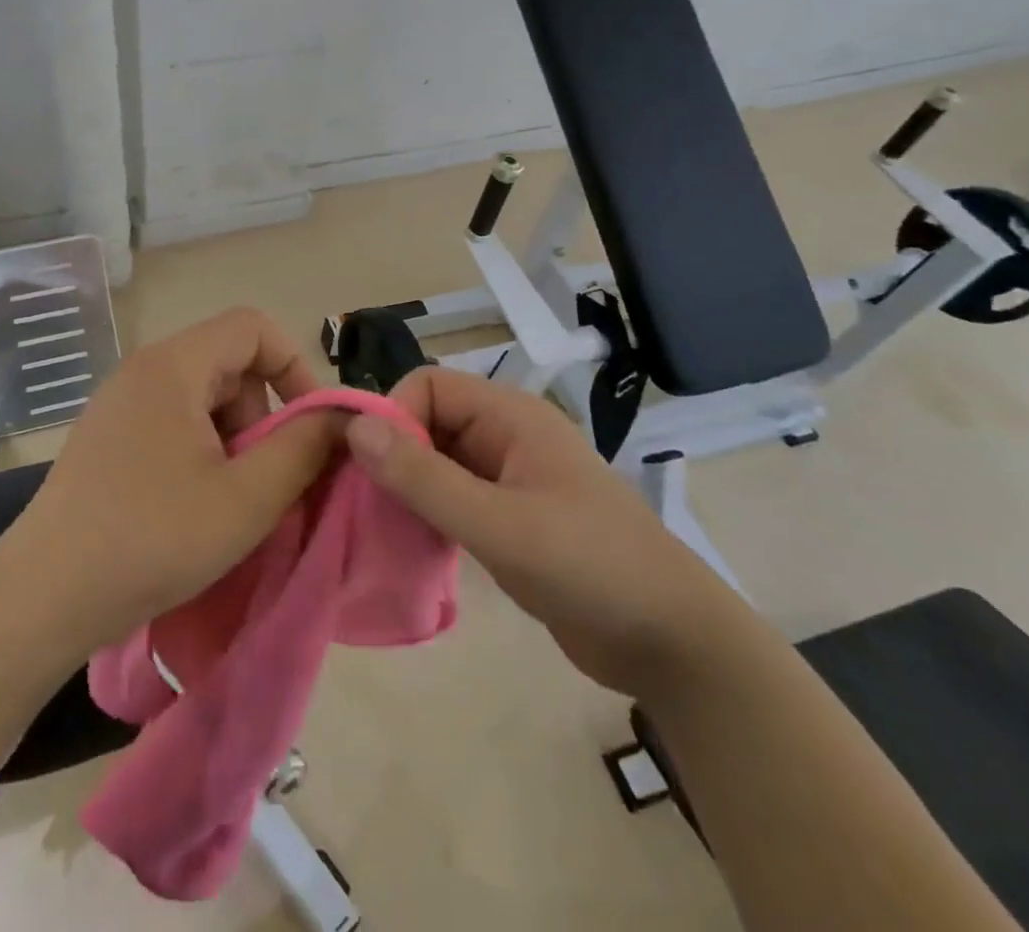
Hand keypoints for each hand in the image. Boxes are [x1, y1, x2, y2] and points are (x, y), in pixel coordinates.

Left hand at [0, 308, 342, 659]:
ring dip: (232, 440)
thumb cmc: (153, 538)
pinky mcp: (106, 437)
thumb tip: (342, 416)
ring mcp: (119, 403)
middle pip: (228, 364)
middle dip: (261, 416)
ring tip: (227, 502)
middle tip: (261, 480)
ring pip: (202, 398)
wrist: (43, 596)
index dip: (294, 366)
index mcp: (173, 365)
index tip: (310, 426)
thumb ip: (303, 448)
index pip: (252, 327)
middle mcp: (143, 370)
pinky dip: (200, 453)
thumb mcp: (246, 498)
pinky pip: (172, 422)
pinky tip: (192, 508)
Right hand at [346, 367, 736, 695]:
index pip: (429, 385)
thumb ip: (425, 478)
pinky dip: (428, 512)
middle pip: (429, 420)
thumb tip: (356, 427)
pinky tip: (415, 545)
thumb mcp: (499, 524)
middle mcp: (507, 435)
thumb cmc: (589, 568)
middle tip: (372, 504)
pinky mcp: (511, 516)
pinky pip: (453, 496)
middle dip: (396, 455)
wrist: (673, 644)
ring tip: (387, 528)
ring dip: (409, 487)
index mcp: (511, 416)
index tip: (376, 469)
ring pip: (437, 460)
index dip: (395, 416)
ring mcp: (510, 477)